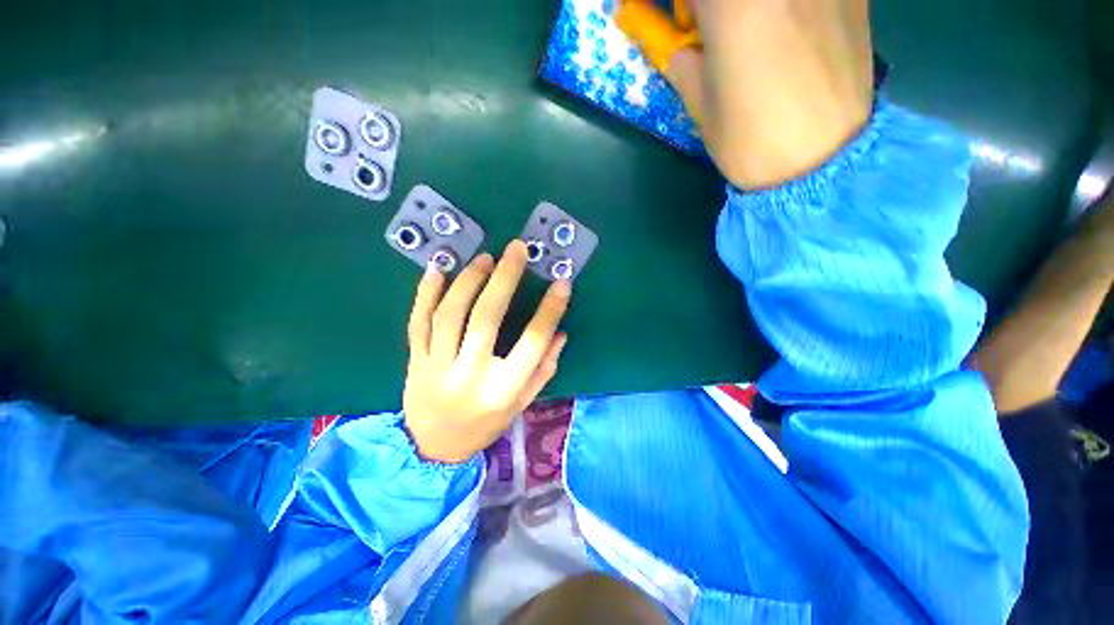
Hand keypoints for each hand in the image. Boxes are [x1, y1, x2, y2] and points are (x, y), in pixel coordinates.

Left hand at [402, 241, 571, 462]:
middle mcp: (469, 374)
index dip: (550, 310)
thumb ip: (543, 369)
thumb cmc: (485, 426)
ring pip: (450, 313)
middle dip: (505, 278)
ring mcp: (436, 365)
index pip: (533, 342)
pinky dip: (425, 293)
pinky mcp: (415, 360)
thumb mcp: (522, 404)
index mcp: (502, 389)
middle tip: (516, 249)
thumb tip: (559, 333)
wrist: (432, 449)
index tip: (562, 284)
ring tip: (485, 258)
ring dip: (468, 280)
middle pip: (487, 317)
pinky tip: (437, 269)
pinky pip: (418, 321)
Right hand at [616, 0, 874, 188]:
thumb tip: (682, 44)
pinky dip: (789, 10)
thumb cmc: (748, 140)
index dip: (683, 8)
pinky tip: (794, 32)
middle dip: (716, 7)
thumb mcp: (700, 104)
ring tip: (759, 35)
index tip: (683, 25)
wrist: (820, 164)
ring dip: (751, 11)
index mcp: (733, 3)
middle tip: (713, 29)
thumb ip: (683, 61)